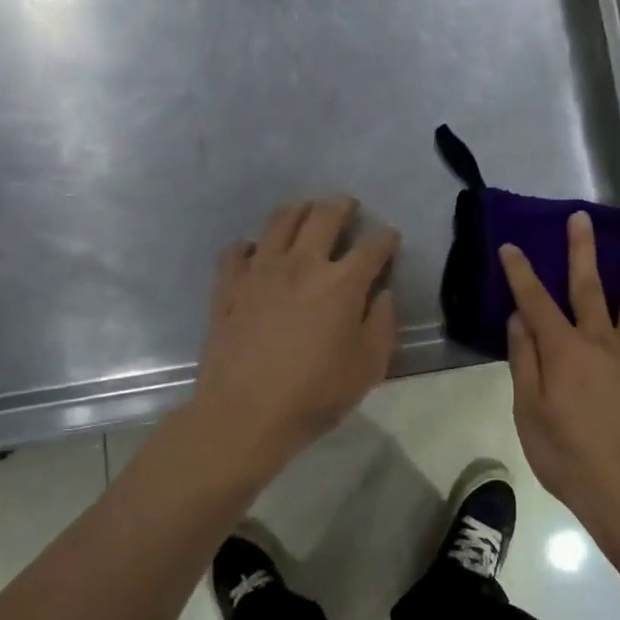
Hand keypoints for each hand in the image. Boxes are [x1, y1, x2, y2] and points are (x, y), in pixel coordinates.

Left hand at [193, 197, 400, 475]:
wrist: (245, 414)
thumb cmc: (316, 394)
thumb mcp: (369, 366)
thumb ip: (382, 323)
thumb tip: (381, 294)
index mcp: (342, 283)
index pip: (372, 247)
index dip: (386, 238)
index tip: (391, 238)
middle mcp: (301, 264)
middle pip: (323, 217)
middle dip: (341, 206)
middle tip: (348, 205)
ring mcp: (259, 272)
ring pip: (279, 221)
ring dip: (298, 210)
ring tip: (306, 211)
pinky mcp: (228, 287)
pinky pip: (237, 251)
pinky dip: (251, 245)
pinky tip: (255, 251)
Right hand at [500, 212, 619, 537]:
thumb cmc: (567, 458)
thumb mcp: (529, 414)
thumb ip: (524, 362)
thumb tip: (520, 319)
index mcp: (564, 353)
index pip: (536, 302)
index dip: (521, 273)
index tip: (511, 246)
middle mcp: (601, 343)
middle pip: (590, 288)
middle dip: (582, 250)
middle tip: (581, 217)